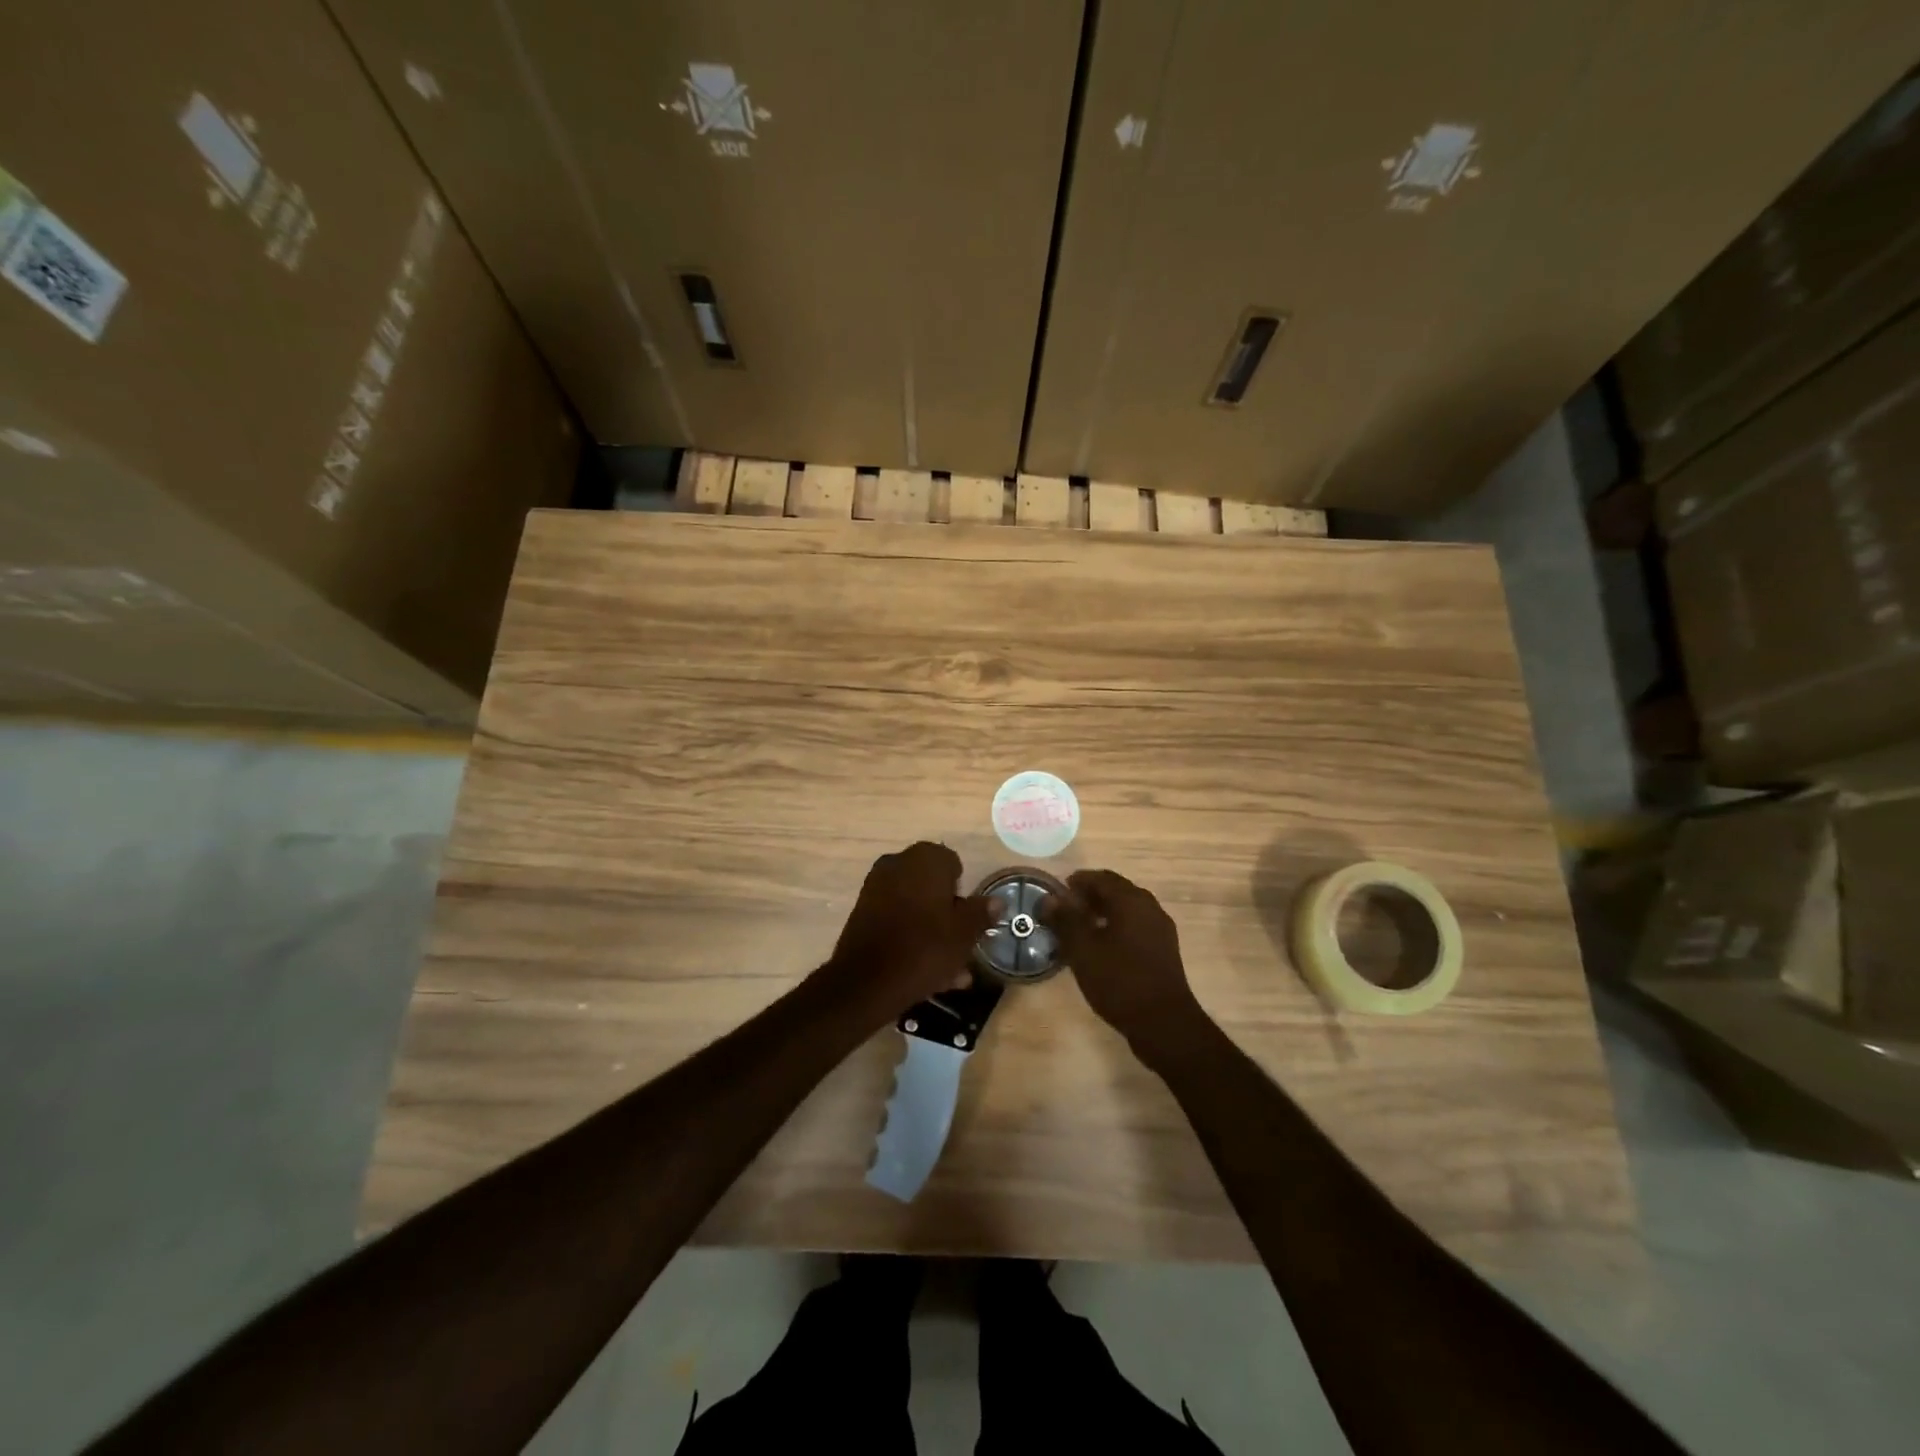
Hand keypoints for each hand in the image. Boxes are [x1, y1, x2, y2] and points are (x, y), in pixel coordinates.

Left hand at [820, 842, 992, 1021]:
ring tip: (950, 971)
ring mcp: (876, 887)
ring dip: (932, 932)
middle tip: (961, 947)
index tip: (967, 920)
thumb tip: (996, 901)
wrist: (866, 982)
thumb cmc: (925, 949)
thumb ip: (981, 913)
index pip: (953, 864)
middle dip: (948, 915)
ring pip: (916, 907)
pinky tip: (927, 973)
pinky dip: (911, 937)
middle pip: (933, 887)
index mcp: (925, 859)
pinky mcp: (863, 912)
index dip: (963, 892)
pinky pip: (897, 920)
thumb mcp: (964, 933)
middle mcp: (898, 863)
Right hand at [1042, 869, 1207, 1056]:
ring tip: (1079, 929)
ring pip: (1127, 910)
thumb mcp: (1083, 950)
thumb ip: (1065, 920)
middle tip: (1066, 910)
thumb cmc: (1119, 981)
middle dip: (1090, 896)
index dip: (1078, 881)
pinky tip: (1101, 947)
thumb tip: (1049, 899)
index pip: (1101, 878)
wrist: (1163, 1023)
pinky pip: (1136, 927)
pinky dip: (1116, 927)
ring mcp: (1160, 929)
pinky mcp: (1164, 950)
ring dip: (1103, 912)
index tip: (1058, 891)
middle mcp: (1150, 907)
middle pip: (1116, 891)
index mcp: (1131, 900)